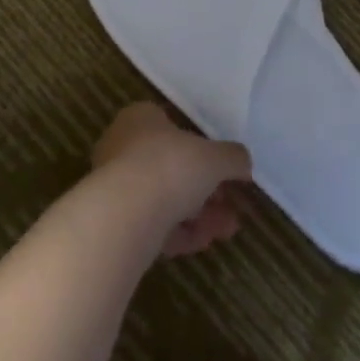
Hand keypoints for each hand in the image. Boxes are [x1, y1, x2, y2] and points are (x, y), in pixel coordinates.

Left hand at [91, 104, 251, 257]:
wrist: (125, 215)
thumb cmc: (171, 166)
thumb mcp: (215, 157)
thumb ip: (233, 157)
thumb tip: (244, 163)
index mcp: (141, 118)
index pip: (175, 128)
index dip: (205, 150)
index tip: (227, 172)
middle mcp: (123, 146)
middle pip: (173, 168)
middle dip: (207, 190)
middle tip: (232, 206)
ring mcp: (116, 186)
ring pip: (165, 199)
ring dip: (199, 215)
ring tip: (227, 230)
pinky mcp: (115, 222)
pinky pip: (154, 225)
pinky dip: (180, 233)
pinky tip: (205, 242)